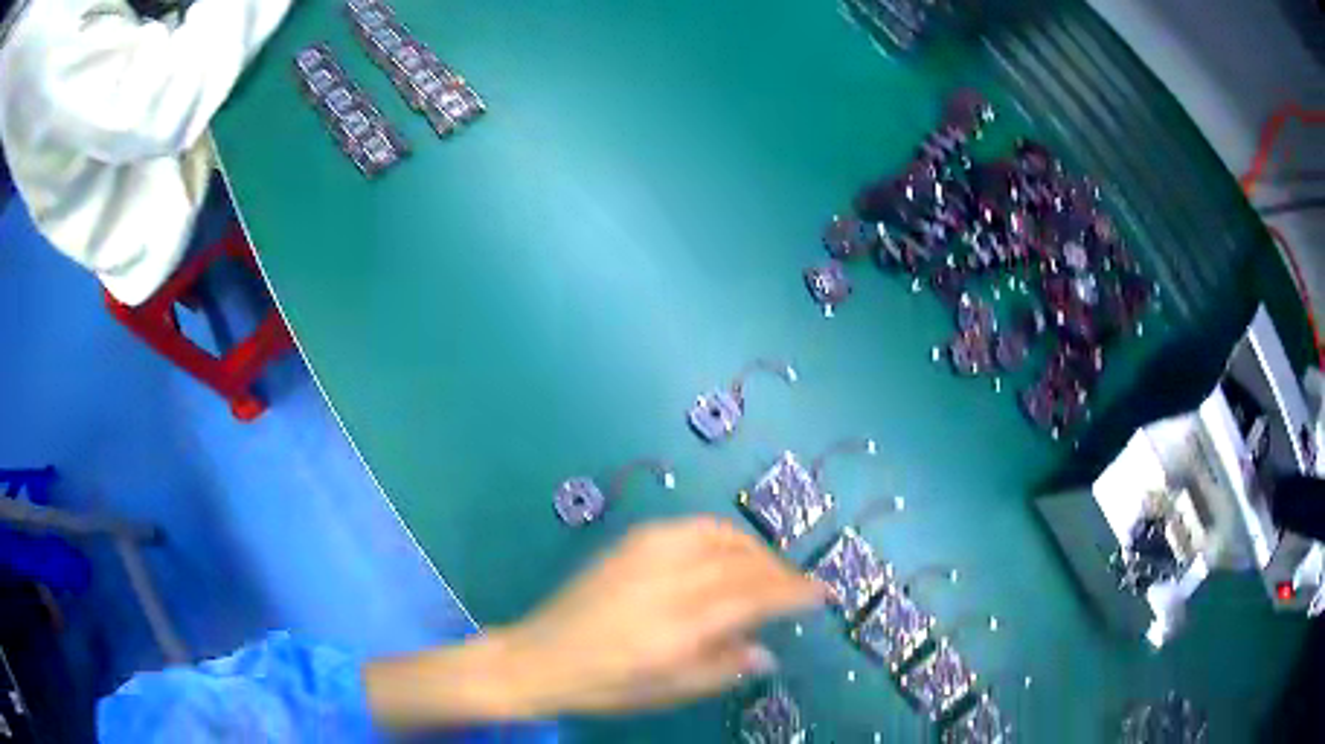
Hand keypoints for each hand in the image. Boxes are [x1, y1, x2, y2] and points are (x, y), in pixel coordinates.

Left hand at [496, 517, 825, 714]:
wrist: (538, 657)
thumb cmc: (605, 685)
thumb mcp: (667, 691)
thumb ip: (723, 668)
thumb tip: (768, 651)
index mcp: (678, 625)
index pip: (753, 596)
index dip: (794, 591)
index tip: (822, 593)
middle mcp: (666, 580)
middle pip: (741, 562)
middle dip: (780, 571)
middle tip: (800, 586)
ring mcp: (645, 555)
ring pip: (719, 535)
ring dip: (754, 549)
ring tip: (769, 569)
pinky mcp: (629, 544)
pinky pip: (690, 527)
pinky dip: (722, 535)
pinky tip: (727, 551)